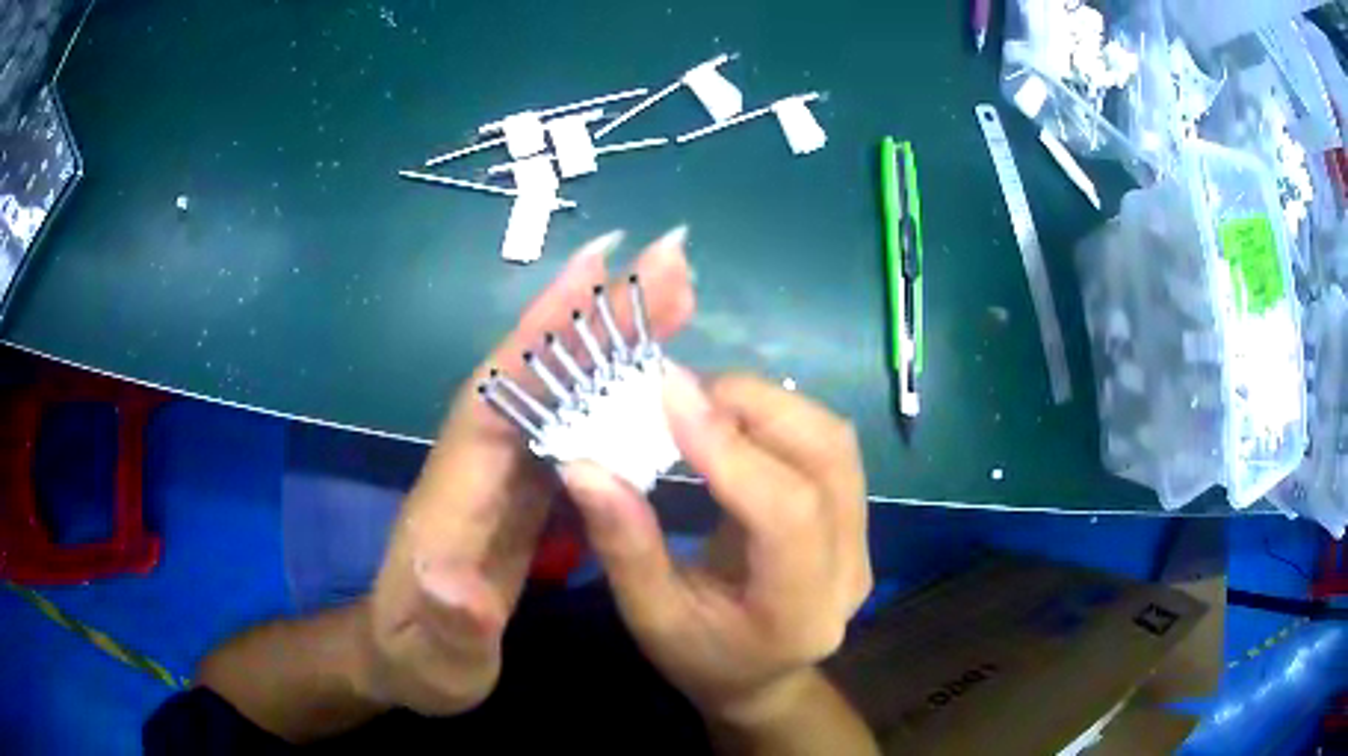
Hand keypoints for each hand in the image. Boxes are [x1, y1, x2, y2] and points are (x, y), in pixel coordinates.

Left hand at [360, 229, 695, 714]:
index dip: (542, 333)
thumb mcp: (435, 662)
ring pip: (559, 389)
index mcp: (453, 497)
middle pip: (537, 374)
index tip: (595, 268)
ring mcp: (502, 472)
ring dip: (611, 337)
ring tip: (672, 294)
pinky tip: (651, 370)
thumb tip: (454, 577)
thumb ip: (449, 626)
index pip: (497, 398)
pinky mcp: (523, 487)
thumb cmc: (418, 661)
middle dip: (597, 313)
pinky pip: (571, 422)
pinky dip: (610, 386)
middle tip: (667, 263)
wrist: (400, 660)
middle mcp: (477, 464)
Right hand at [561, 369, 871, 726]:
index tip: (669, 395)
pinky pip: (830, 448)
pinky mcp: (856, 519)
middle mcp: (848, 570)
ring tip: (705, 400)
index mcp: (798, 612)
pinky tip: (734, 419)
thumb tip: (584, 465)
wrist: (761, 678)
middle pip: (827, 459)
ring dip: (770, 405)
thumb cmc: (700, 659)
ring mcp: (862, 542)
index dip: (730, 447)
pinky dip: (781, 417)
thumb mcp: (649, 616)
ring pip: (835, 443)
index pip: (786, 513)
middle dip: (754, 406)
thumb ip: (624, 545)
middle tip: (682, 392)